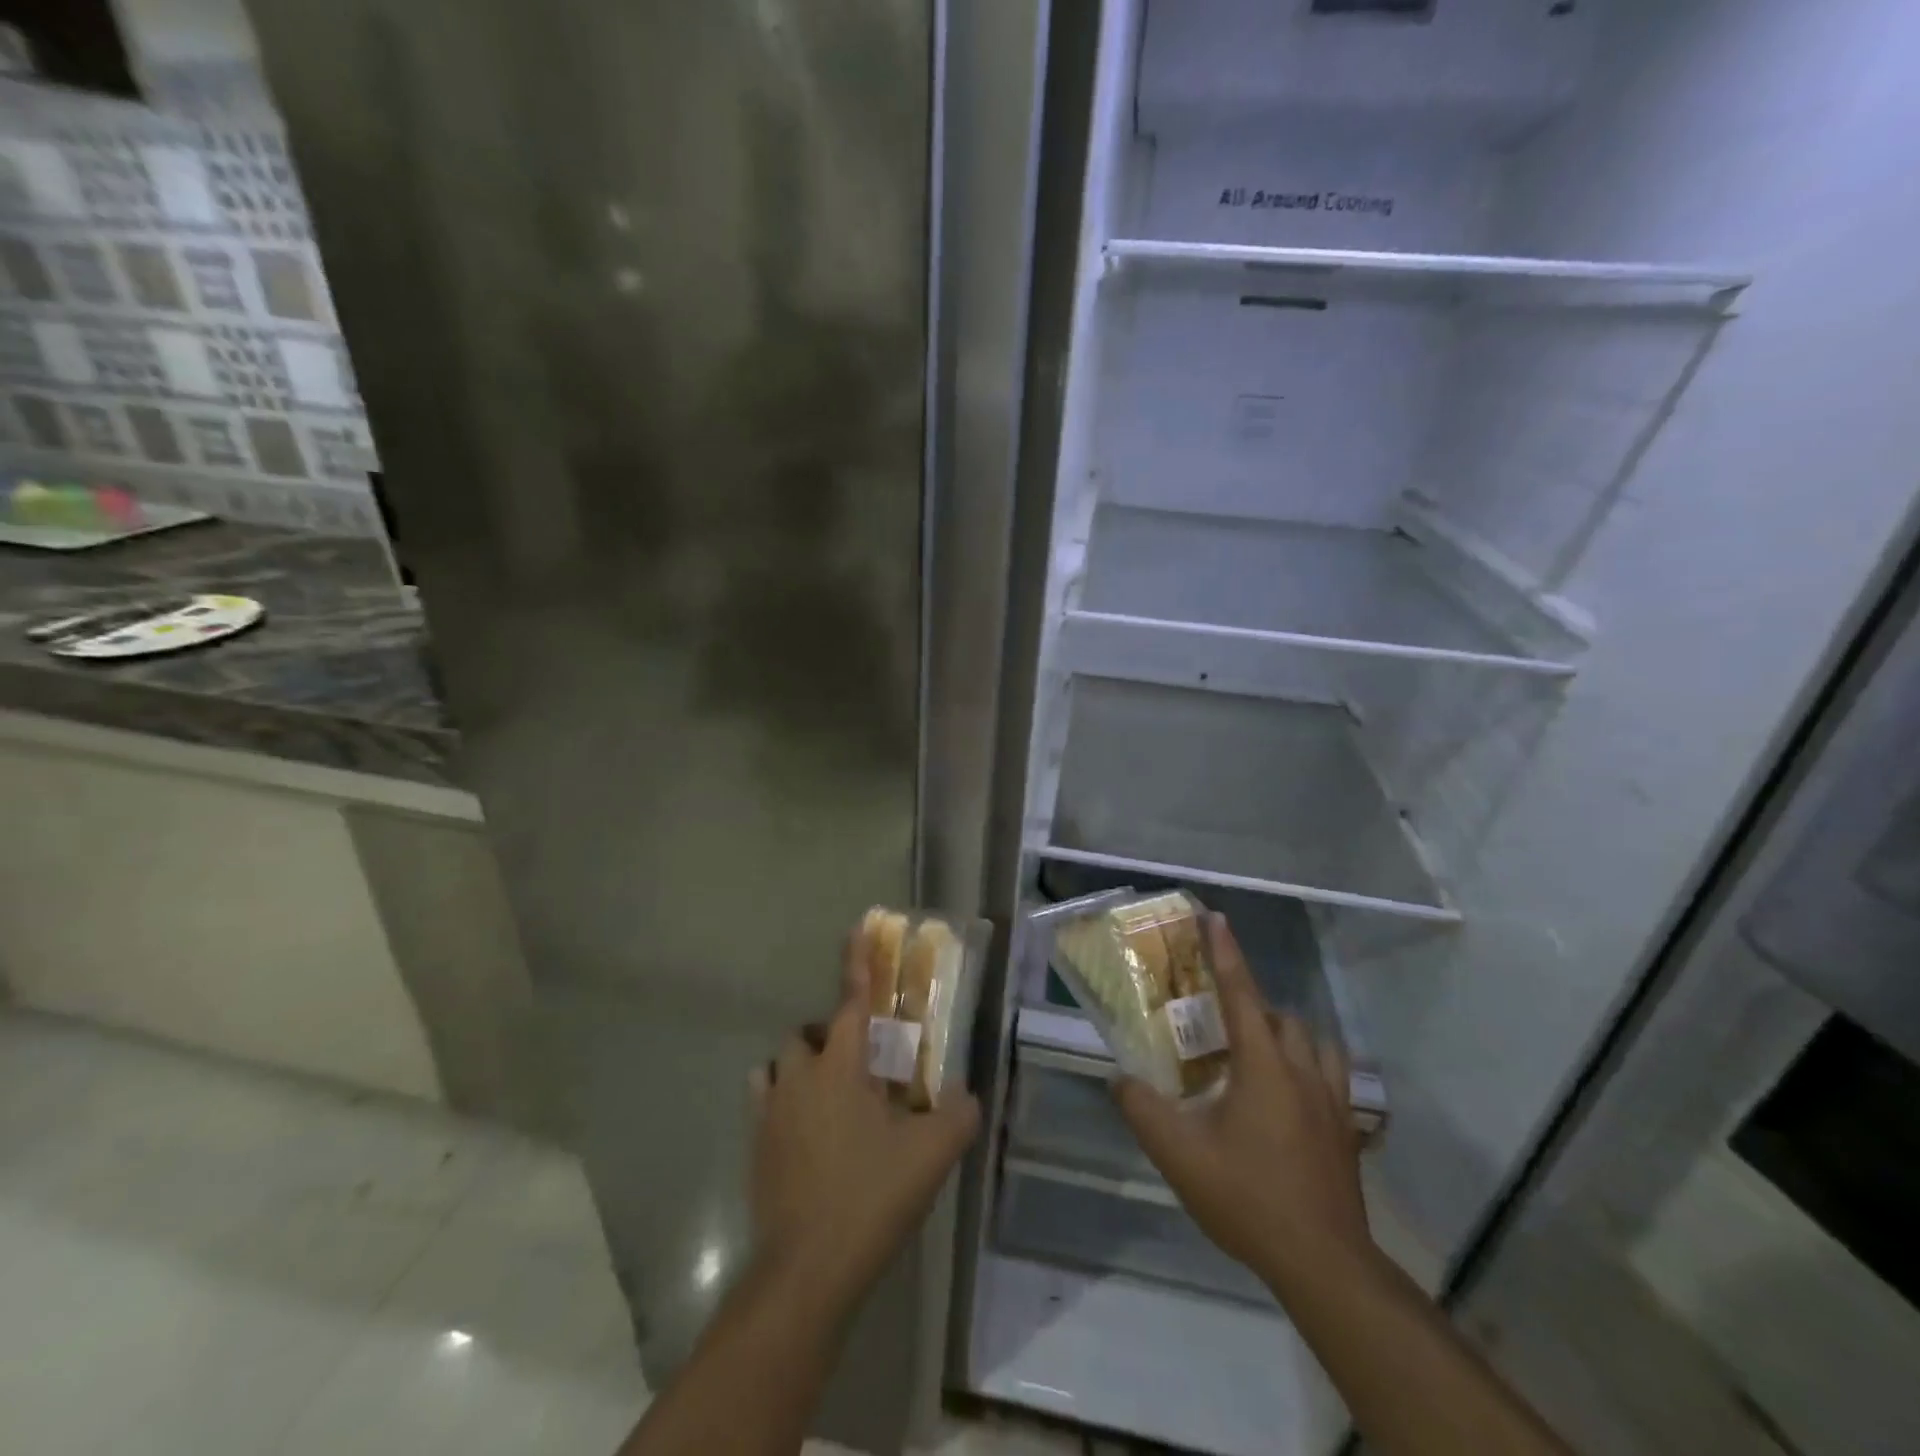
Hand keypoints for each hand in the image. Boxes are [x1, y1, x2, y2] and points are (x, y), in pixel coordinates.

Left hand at [748, 933, 980, 1318]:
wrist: (808, 1268)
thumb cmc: (871, 1196)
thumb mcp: (932, 1154)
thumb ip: (958, 1115)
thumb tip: (966, 1097)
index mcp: (841, 1065)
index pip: (854, 999)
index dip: (859, 960)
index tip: (859, 924)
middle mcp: (799, 1075)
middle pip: (808, 1033)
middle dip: (832, 1038)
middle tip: (863, 1069)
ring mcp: (770, 1110)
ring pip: (780, 1065)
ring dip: (803, 1068)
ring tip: (833, 1100)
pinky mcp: (755, 1145)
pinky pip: (765, 1101)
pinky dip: (784, 1101)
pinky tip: (807, 1133)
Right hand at [1115, 914, 1375, 1295]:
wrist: (1323, 1263)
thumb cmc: (1248, 1197)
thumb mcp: (1179, 1154)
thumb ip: (1142, 1109)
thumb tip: (1119, 1078)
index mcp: (1263, 1066)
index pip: (1241, 994)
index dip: (1226, 953)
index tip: (1216, 918)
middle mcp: (1303, 1072)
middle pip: (1280, 1017)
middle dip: (1251, 1005)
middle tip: (1219, 1021)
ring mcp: (1332, 1102)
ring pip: (1314, 1043)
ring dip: (1285, 1034)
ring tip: (1257, 1052)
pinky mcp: (1346, 1131)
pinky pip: (1333, 1077)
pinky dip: (1311, 1068)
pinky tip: (1292, 1094)